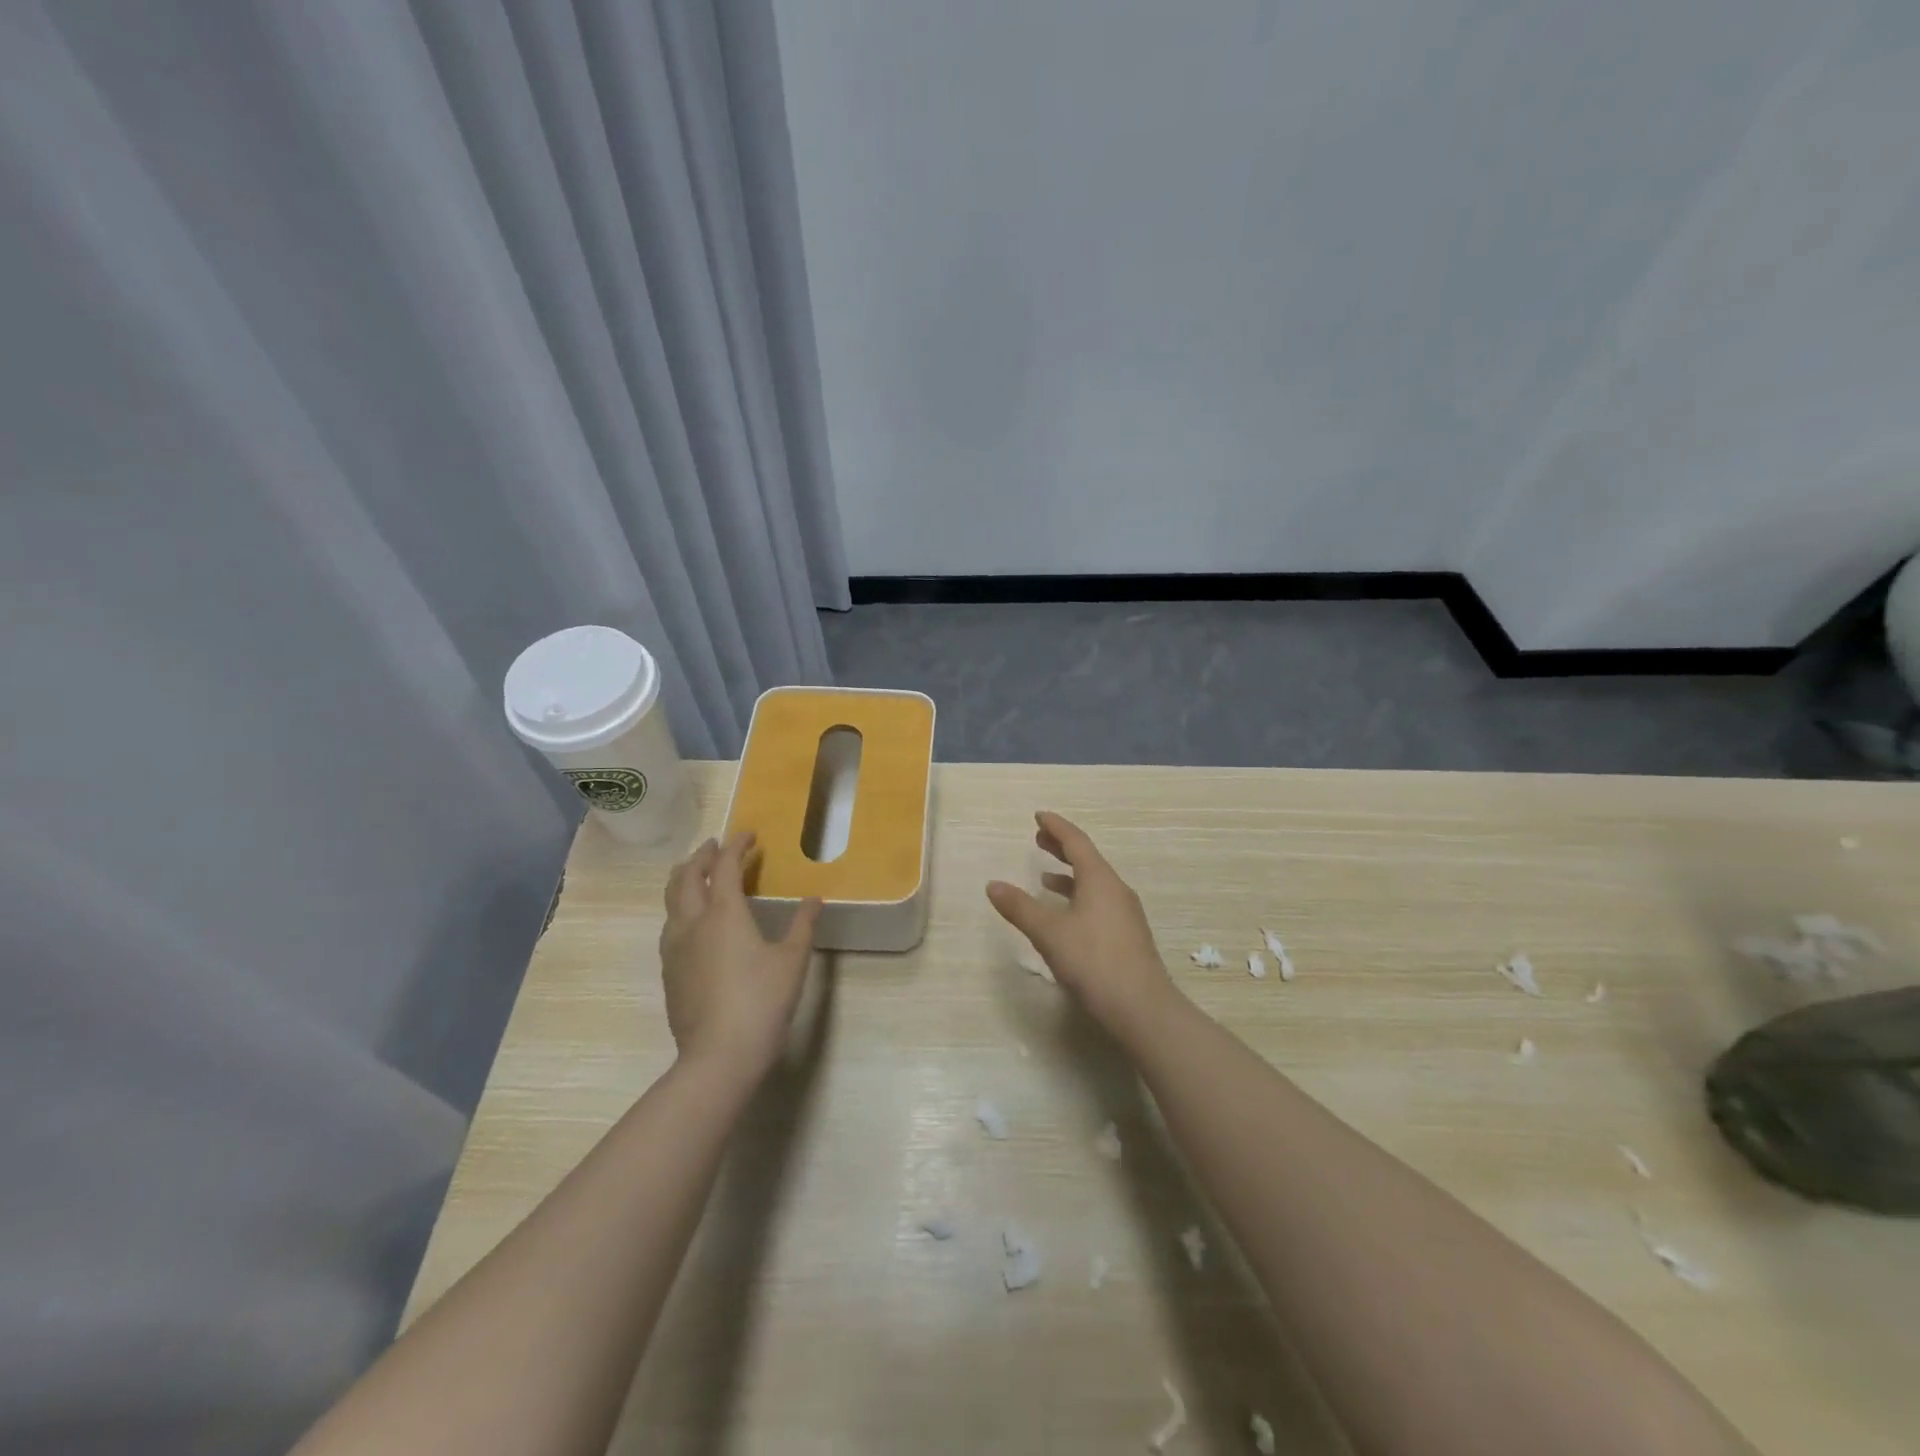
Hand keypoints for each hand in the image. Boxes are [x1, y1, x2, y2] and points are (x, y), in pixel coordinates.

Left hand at [659, 832, 821, 1082]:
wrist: (718, 1056)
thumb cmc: (762, 1002)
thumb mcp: (792, 961)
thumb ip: (803, 925)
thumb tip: (815, 899)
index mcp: (724, 913)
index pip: (726, 866)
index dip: (737, 845)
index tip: (748, 835)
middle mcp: (693, 922)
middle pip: (687, 876)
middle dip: (702, 855)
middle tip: (717, 847)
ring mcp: (675, 948)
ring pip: (671, 900)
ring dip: (684, 879)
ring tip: (698, 874)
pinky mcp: (669, 971)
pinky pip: (670, 926)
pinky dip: (680, 908)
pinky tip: (692, 922)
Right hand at [986, 811, 1176, 1038]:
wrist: (1142, 1008)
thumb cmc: (1093, 961)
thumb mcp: (1049, 933)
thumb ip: (1020, 907)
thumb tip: (993, 885)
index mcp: (1099, 879)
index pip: (1076, 842)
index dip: (1056, 827)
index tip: (1039, 816)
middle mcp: (1116, 890)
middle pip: (1086, 859)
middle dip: (1061, 848)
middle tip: (1038, 839)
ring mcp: (1125, 914)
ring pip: (1093, 883)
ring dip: (1069, 876)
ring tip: (1045, 878)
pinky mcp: (1127, 936)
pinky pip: (1099, 903)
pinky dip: (1078, 898)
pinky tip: (1066, 917)